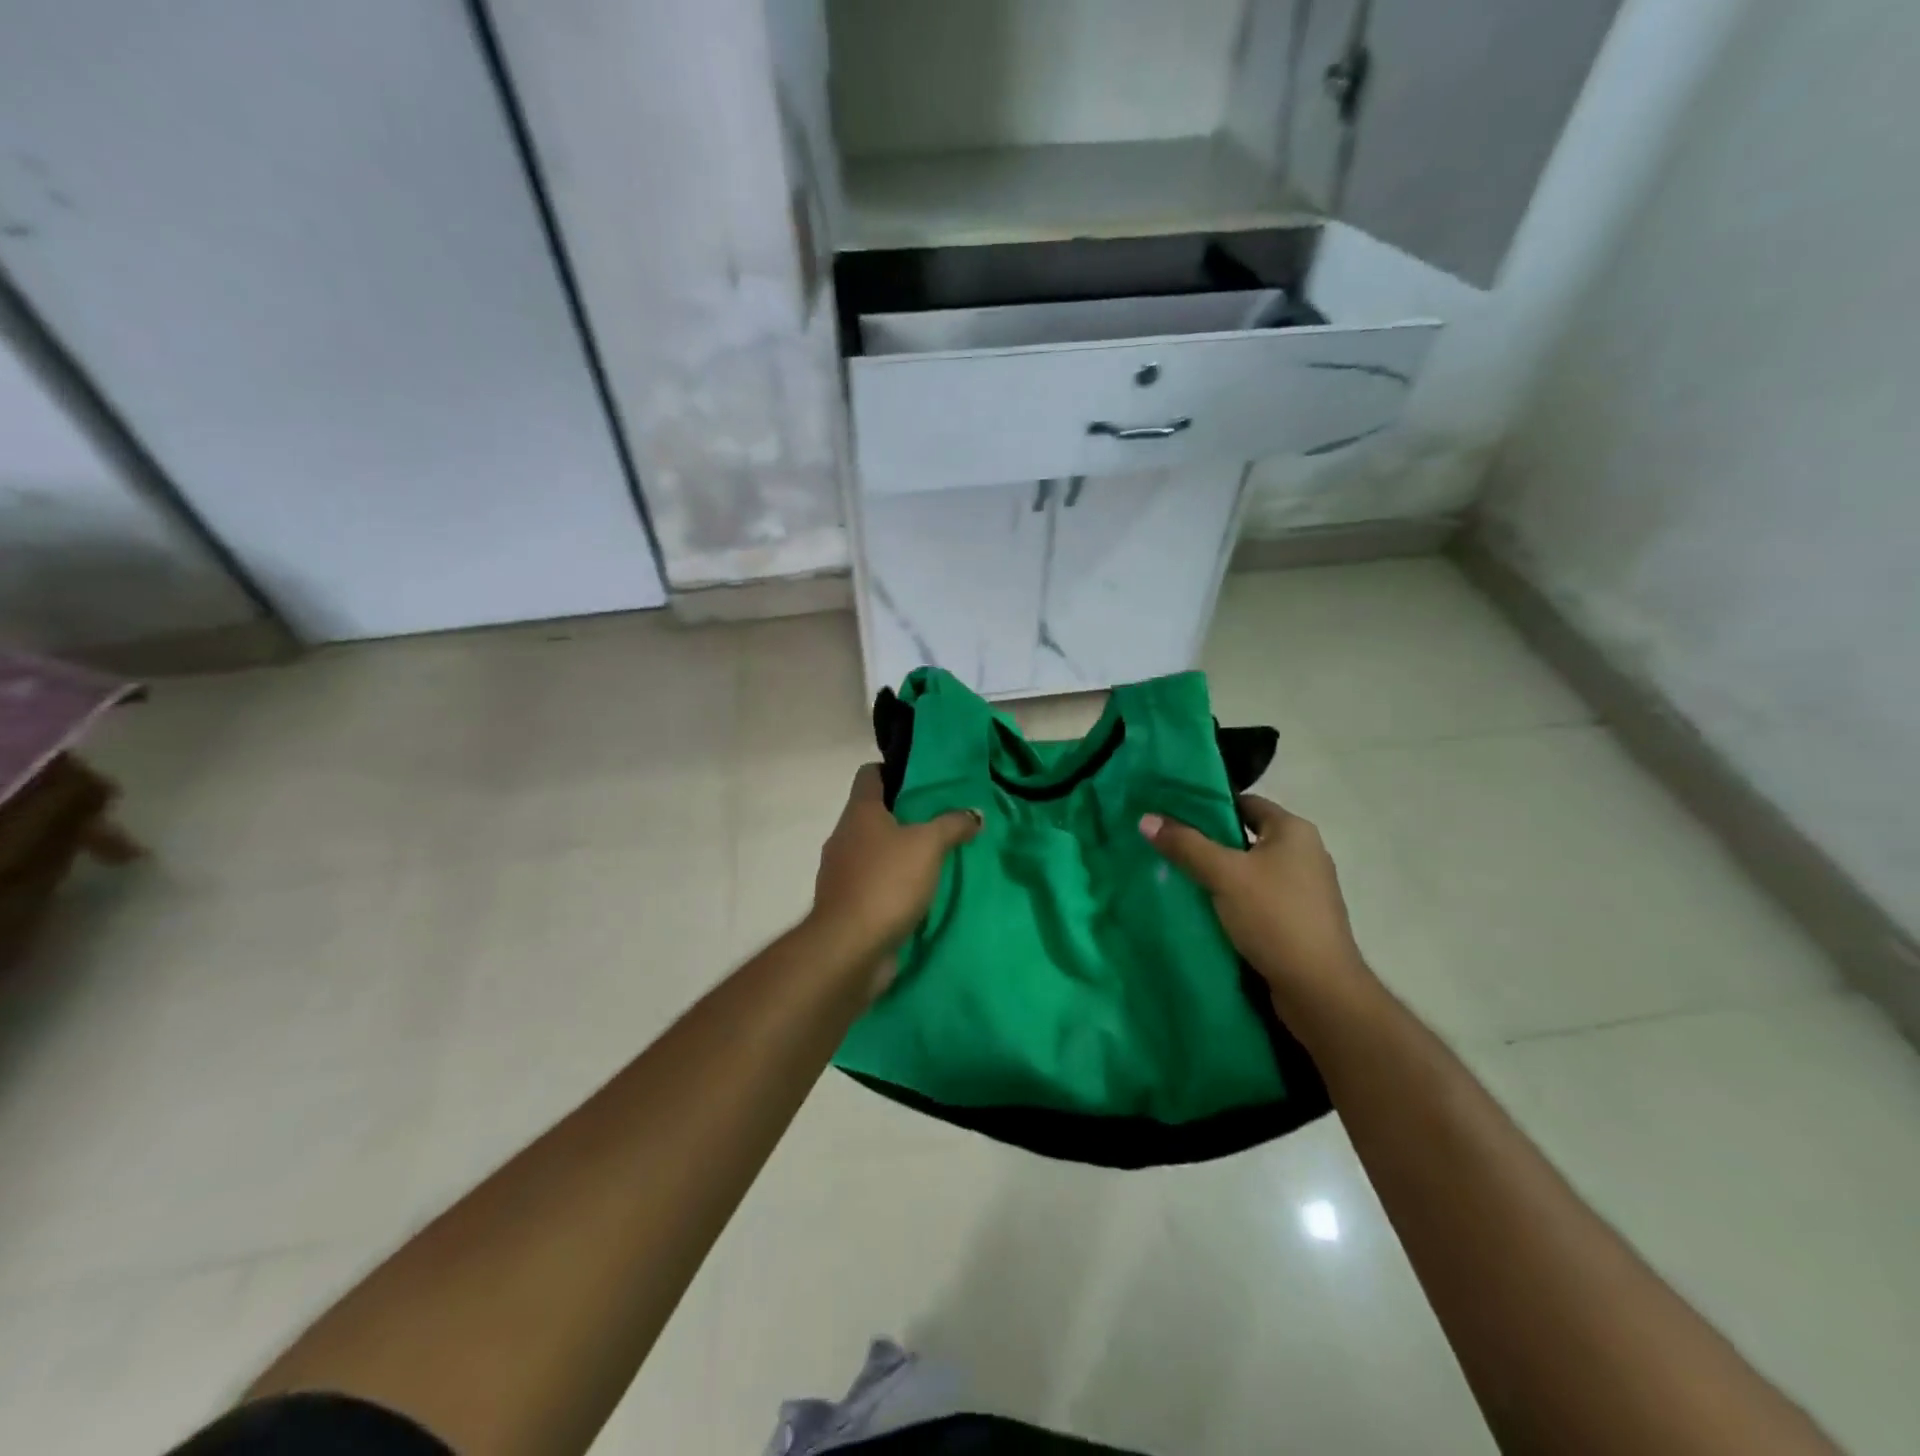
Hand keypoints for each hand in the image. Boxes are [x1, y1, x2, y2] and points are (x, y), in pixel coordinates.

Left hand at [809, 765, 980, 970]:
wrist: (849, 948)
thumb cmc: (887, 882)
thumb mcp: (928, 845)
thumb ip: (952, 825)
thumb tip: (974, 813)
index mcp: (859, 812)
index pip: (870, 774)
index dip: (894, 770)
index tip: (924, 778)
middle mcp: (844, 836)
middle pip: (874, 813)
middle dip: (906, 814)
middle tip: (942, 818)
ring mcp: (842, 872)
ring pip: (875, 850)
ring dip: (901, 851)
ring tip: (937, 855)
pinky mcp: (848, 904)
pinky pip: (875, 882)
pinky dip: (895, 883)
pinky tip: (921, 890)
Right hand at [1140, 795, 1370, 1020]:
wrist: (1319, 990)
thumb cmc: (1275, 918)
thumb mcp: (1224, 875)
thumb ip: (1185, 845)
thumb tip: (1146, 818)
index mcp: (1294, 831)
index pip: (1245, 803)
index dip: (1208, 804)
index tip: (1172, 812)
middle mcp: (1304, 853)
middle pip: (1245, 836)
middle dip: (1207, 842)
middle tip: (1167, 844)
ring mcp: (1304, 889)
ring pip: (1249, 870)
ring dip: (1218, 873)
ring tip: (1177, 875)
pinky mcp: (1298, 919)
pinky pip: (1257, 897)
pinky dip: (1232, 898)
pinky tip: (1204, 908)